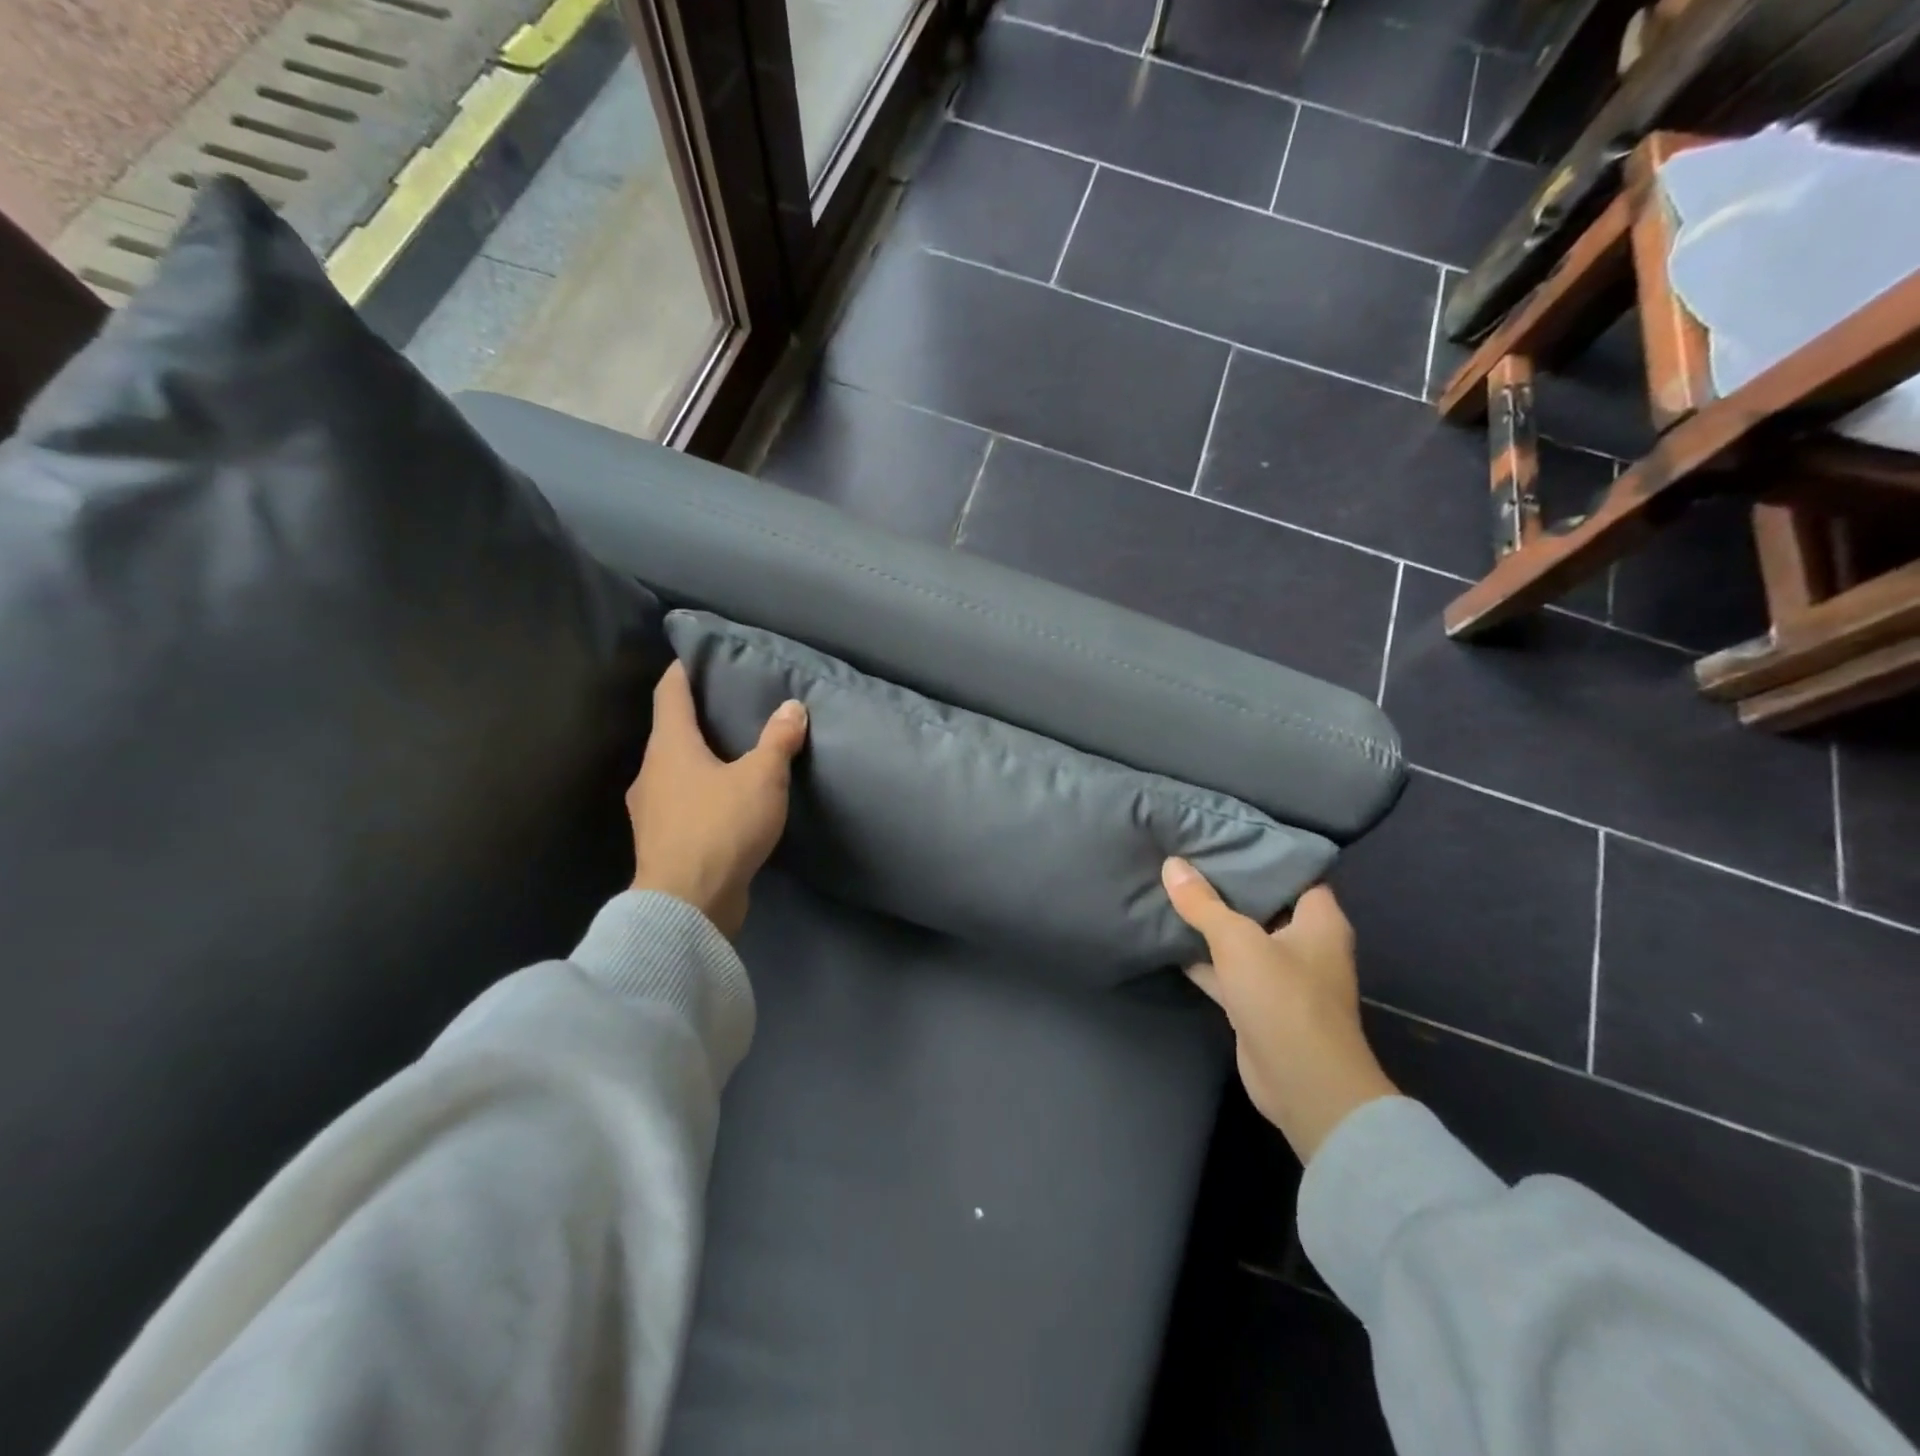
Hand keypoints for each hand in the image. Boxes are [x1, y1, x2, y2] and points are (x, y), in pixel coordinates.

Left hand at [627, 662, 807, 939]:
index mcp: (669, 746)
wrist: (687, 905)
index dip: (683, 671)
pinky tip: (726, 804)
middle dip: (697, 718)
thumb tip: (793, 707)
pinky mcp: (661, 842)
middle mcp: (651, 772)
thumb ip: (778, 741)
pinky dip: (700, 794)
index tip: (698, 657)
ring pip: (674, 771)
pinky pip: (681, 804)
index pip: (669, 693)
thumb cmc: (721, 828)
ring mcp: (651, 811)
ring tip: (733, 757)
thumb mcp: (762, 779)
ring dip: (698, 760)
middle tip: (731, 708)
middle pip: (670, 732)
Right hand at [1163, 860, 1397, 1162]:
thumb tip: (1172, 864)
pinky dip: (1203, 957)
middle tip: (1188, 856)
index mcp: (1319, 920)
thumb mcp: (1238, 941)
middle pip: (1263, 903)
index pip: (1295, 872)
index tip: (1225, 834)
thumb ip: (1203, 903)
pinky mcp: (1259, 1003)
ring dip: (1212, 923)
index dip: (1263, 853)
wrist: (1302, 1085)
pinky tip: (1169, 938)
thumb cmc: (1283, 999)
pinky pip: (1228, 969)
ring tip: (1172, 888)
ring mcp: (1282, 976)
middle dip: (1228, 884)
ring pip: (1242, 938)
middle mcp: (1305, 943)